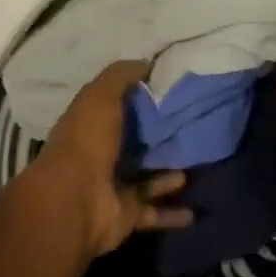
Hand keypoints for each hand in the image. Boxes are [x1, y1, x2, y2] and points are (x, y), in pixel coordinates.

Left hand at [32, 60, 191, 257]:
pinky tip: (194, 211)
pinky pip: (155, 212)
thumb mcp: (101, 95)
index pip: (118, 108)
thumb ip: (122, 76)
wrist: (76, 201)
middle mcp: (102, 155)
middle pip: (135, 144)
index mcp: (91, 125)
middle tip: (194, 127)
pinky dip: (172, 214)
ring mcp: (114, 187)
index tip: (172, 90)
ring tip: (199, 163)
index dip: (141, 99)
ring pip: (148, 178)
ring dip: (169, 174)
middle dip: (160, 139)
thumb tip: (147, 62)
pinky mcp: (127, 214)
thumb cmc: (87, 141)